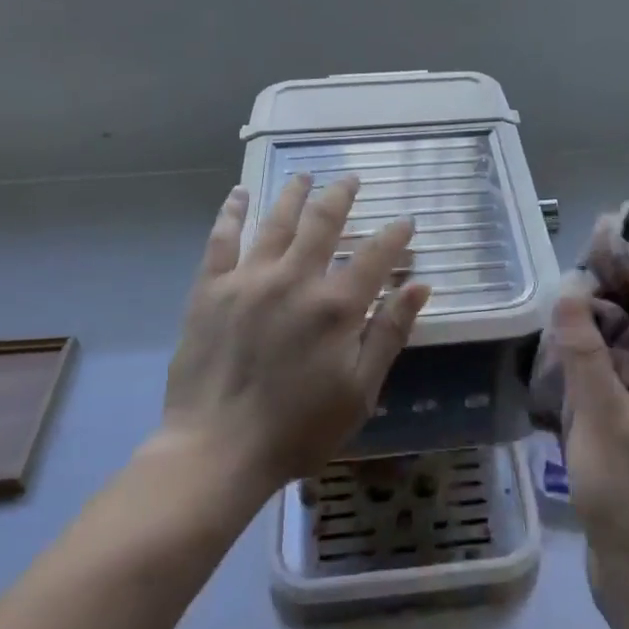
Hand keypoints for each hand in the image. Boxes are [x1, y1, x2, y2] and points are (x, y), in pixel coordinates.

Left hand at [161, 176, 430, 491]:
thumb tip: (419, 286)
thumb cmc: (297, 430)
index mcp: (336, 306)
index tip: (405, 222)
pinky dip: (232, 212)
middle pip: (323, 221)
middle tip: (350, 180)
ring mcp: (248, 279)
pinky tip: (240, 193)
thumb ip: (390, 334)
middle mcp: (294, 279)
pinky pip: (221, 239)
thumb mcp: (360, 392)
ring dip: (294, 193)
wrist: (216, 452)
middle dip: (342, 195)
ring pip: (276, 220)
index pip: (375, 254)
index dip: (394, 234)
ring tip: (305, 176)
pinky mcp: (210, 289)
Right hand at [553, 269, 628, 595]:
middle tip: (567, 288)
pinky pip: (624, 386)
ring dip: (602, 336)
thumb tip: (571, 292)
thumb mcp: (598, 412)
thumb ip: (582, 350)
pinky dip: (600, 369)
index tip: (595, 249)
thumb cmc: (625, 488)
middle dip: (611, 301)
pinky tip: (568, 375)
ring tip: (562, 325)